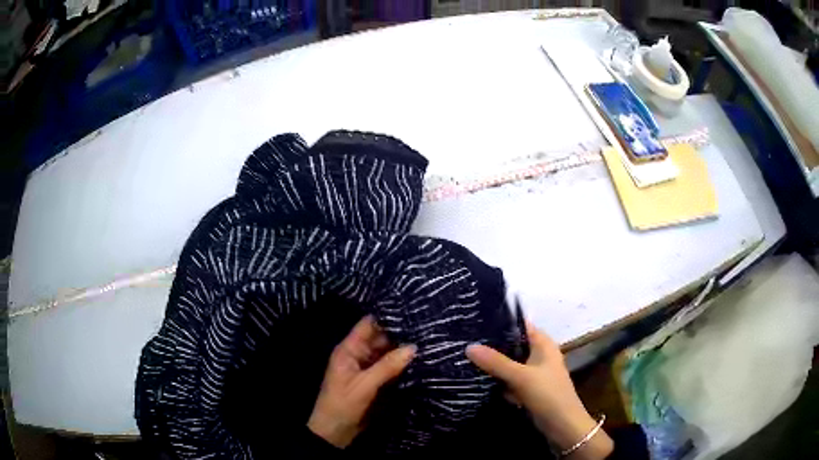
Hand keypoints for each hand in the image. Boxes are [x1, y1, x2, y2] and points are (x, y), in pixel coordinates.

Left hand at [308, 315, 415, 447]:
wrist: (335, 432)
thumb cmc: (343, 404)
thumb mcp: (364, 385)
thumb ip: (387, 366)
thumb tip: (413, 347)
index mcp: (349, 350)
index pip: (368, 325)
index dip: (387, 317)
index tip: (411, 310)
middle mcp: (358, 355)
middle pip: (380, 338)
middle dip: (400, 333)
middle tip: (427, 326)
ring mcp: (367, 368)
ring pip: (387, 353)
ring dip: (403, 349)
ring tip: (428, 339)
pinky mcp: (374, 381)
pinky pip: (389, 367)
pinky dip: (402, 364)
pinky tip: (420, 359)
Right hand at [466, 323, 612, 459]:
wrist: (563, 425)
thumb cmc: (548, 394)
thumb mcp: (521, 377)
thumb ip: (496, 362)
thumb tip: (469, 346)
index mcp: (543, 344)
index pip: (520, 326)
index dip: (500, 322)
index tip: (475, 322)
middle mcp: (539, 355)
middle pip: (512, 346)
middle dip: (492, 347)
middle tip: (465, 342)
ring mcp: (534, 373)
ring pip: (509, 364)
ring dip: (493, 365)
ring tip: (465, 359)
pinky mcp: (529, 389)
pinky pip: (510, 380)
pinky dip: (499, 381)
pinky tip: (478, 380)